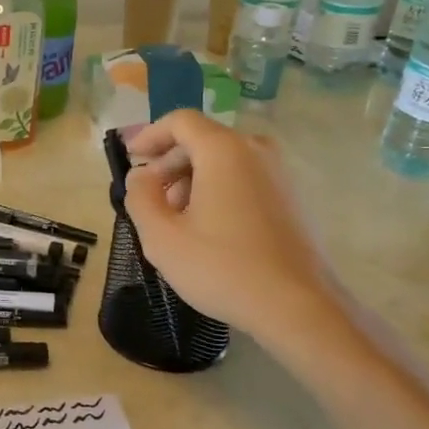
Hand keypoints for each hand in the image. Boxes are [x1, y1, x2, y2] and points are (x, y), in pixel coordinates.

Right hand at [124, 110, 339, 338]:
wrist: (298, 307)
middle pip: (202, 140)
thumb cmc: (222, 268)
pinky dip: (218, 190)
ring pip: (224, 161)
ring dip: (192, 179)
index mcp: (224, 150)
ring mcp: (279, 173)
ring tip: (175, 218)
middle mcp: (255, 150)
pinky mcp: (291, 198)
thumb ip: (140, 197)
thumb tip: (141, 176)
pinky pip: (244, 178)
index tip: (130, 159)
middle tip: (148, 197)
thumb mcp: (162, 236)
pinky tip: (207, 229)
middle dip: (169, 163)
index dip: (149, 135)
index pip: (180, 121)